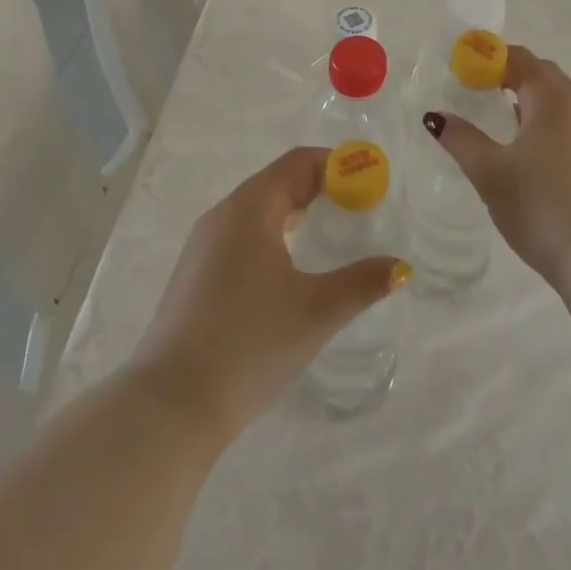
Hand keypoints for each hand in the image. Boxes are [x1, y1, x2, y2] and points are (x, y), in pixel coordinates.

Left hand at [127, 148, 406, 440]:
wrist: (170, 406)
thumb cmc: (249, 344)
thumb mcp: (317, 312)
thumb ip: (363, 283)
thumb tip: (400, 267)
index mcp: (250, 209)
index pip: (297, 163)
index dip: (336, 165)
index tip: (369, 181)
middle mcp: (223, 216)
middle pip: (276, 182)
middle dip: (319, 186)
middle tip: (357, 205)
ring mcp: (203, 246)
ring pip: (257, 210)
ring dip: (294, 210)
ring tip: (328, 229)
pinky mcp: (195, 274)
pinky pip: (241, 235)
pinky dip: (272, 233)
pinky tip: (288, 266)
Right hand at [423, 46, 570, 282]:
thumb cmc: (540, 203)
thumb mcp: (490, 171)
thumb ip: (462, 139)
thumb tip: (436, 116)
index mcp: (550, 99)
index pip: (521, 59)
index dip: (491, 57)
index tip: (464, 66)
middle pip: (543, 75)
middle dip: (512, 73)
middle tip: (480, 86)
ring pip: (558, 102)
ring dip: (530, 98)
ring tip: (500, 114)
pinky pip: (566, 126)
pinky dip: (543, 122)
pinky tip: (527, 150)